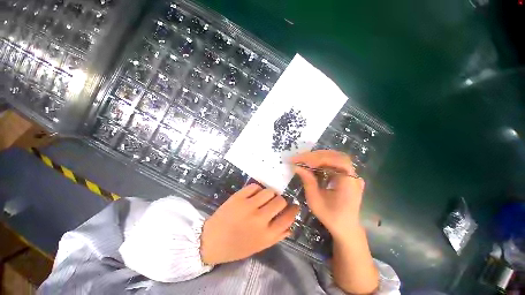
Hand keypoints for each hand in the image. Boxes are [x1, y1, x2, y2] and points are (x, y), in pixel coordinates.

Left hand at [200, 184, 298, 264]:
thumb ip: (277, 236)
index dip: (294, 210)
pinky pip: (255, 186)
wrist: (212, 240)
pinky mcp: (238, 197)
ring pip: (269, 191)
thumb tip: (290, 226)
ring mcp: (248, 206)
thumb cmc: (237, 246)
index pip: (288, 218)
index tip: (294, 205)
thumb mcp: (259, 246)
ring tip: (264, 198)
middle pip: (280, 201)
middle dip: (281, 200)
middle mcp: (259, 219)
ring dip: (269, 194)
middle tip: (276, 202)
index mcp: (266, 234)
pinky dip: (257, 189)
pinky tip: (254, 195)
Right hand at [291, 150, 364, 239]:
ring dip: (318, 157)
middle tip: (299, 158)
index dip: (318, 158)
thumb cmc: (331, 217)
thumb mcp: (315, 201)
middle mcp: (353, 175)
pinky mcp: (347, 175)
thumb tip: (296, 167)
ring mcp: (352, 174)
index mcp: (349, 183)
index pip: (336, 161)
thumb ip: (308, 181)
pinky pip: (335, 162)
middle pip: (335, 156)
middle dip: (315, 156)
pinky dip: (322, 161)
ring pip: (335, 157)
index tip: (301, 160)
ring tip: (304, 160)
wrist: (346, 227)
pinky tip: (313, 164)